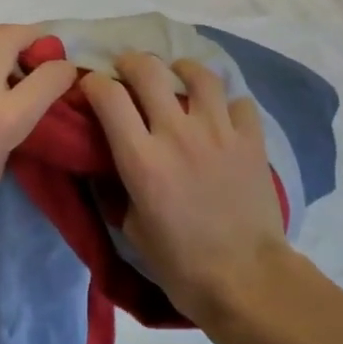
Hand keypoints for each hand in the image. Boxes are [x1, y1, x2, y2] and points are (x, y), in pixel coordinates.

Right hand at [82, 53, 291, 327]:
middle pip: (148, 71)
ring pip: (199, 75)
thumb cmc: (181, 264)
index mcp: (142, 158)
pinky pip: (239, 102)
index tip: (90, 86)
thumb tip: (111, 166)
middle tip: (127, 70)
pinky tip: (220, 114)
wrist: (246, 280)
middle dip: (131, 63)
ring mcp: (219, 132)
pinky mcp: (252, 141)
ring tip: (177, 76)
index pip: (109, 97)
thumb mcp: (133, 229)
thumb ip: (120, 188)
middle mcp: (177, 133)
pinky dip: (227, 102)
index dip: (94, 83)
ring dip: (181, 70)